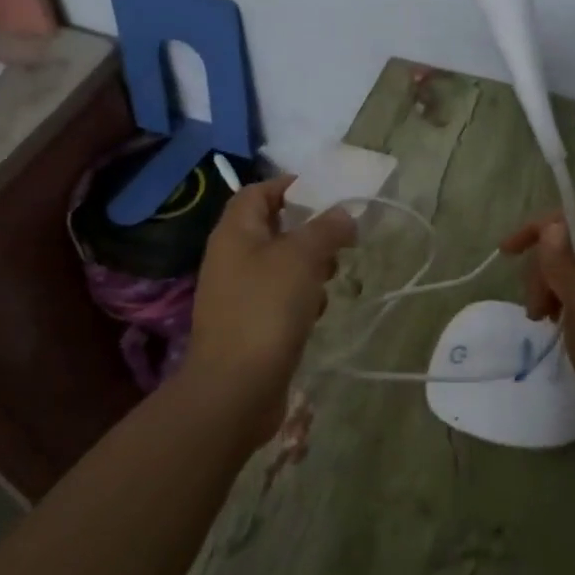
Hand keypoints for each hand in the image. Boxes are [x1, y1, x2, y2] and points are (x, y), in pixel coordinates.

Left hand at [187, 174, 356, 447]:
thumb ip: (326, 228)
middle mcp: (231, 258)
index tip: (326, 192)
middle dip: (309, 231)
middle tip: (339, 239)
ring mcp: (237, 294)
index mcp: (235, 233)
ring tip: (332, 278)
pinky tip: (316, 313)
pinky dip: (301, 299)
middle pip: (273, 228)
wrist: (235, 389)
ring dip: (309, 267)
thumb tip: (343, 214)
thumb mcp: (302, 257)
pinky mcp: (248, 325)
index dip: (289, 186)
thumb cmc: (266, 309)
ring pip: (280, 265)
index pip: (258, 192)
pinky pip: (279, 298)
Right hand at [499, 214, 574, 423]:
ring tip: (541, 320)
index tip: (506, 252)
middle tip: (536, 310)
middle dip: (541, 271)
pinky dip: (559, 302)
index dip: (536, 230)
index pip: (570, 223)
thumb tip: (550, 225)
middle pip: (566, 247)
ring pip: (567, 270)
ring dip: (547, 289)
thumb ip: (563, 264)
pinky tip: (553, 322)